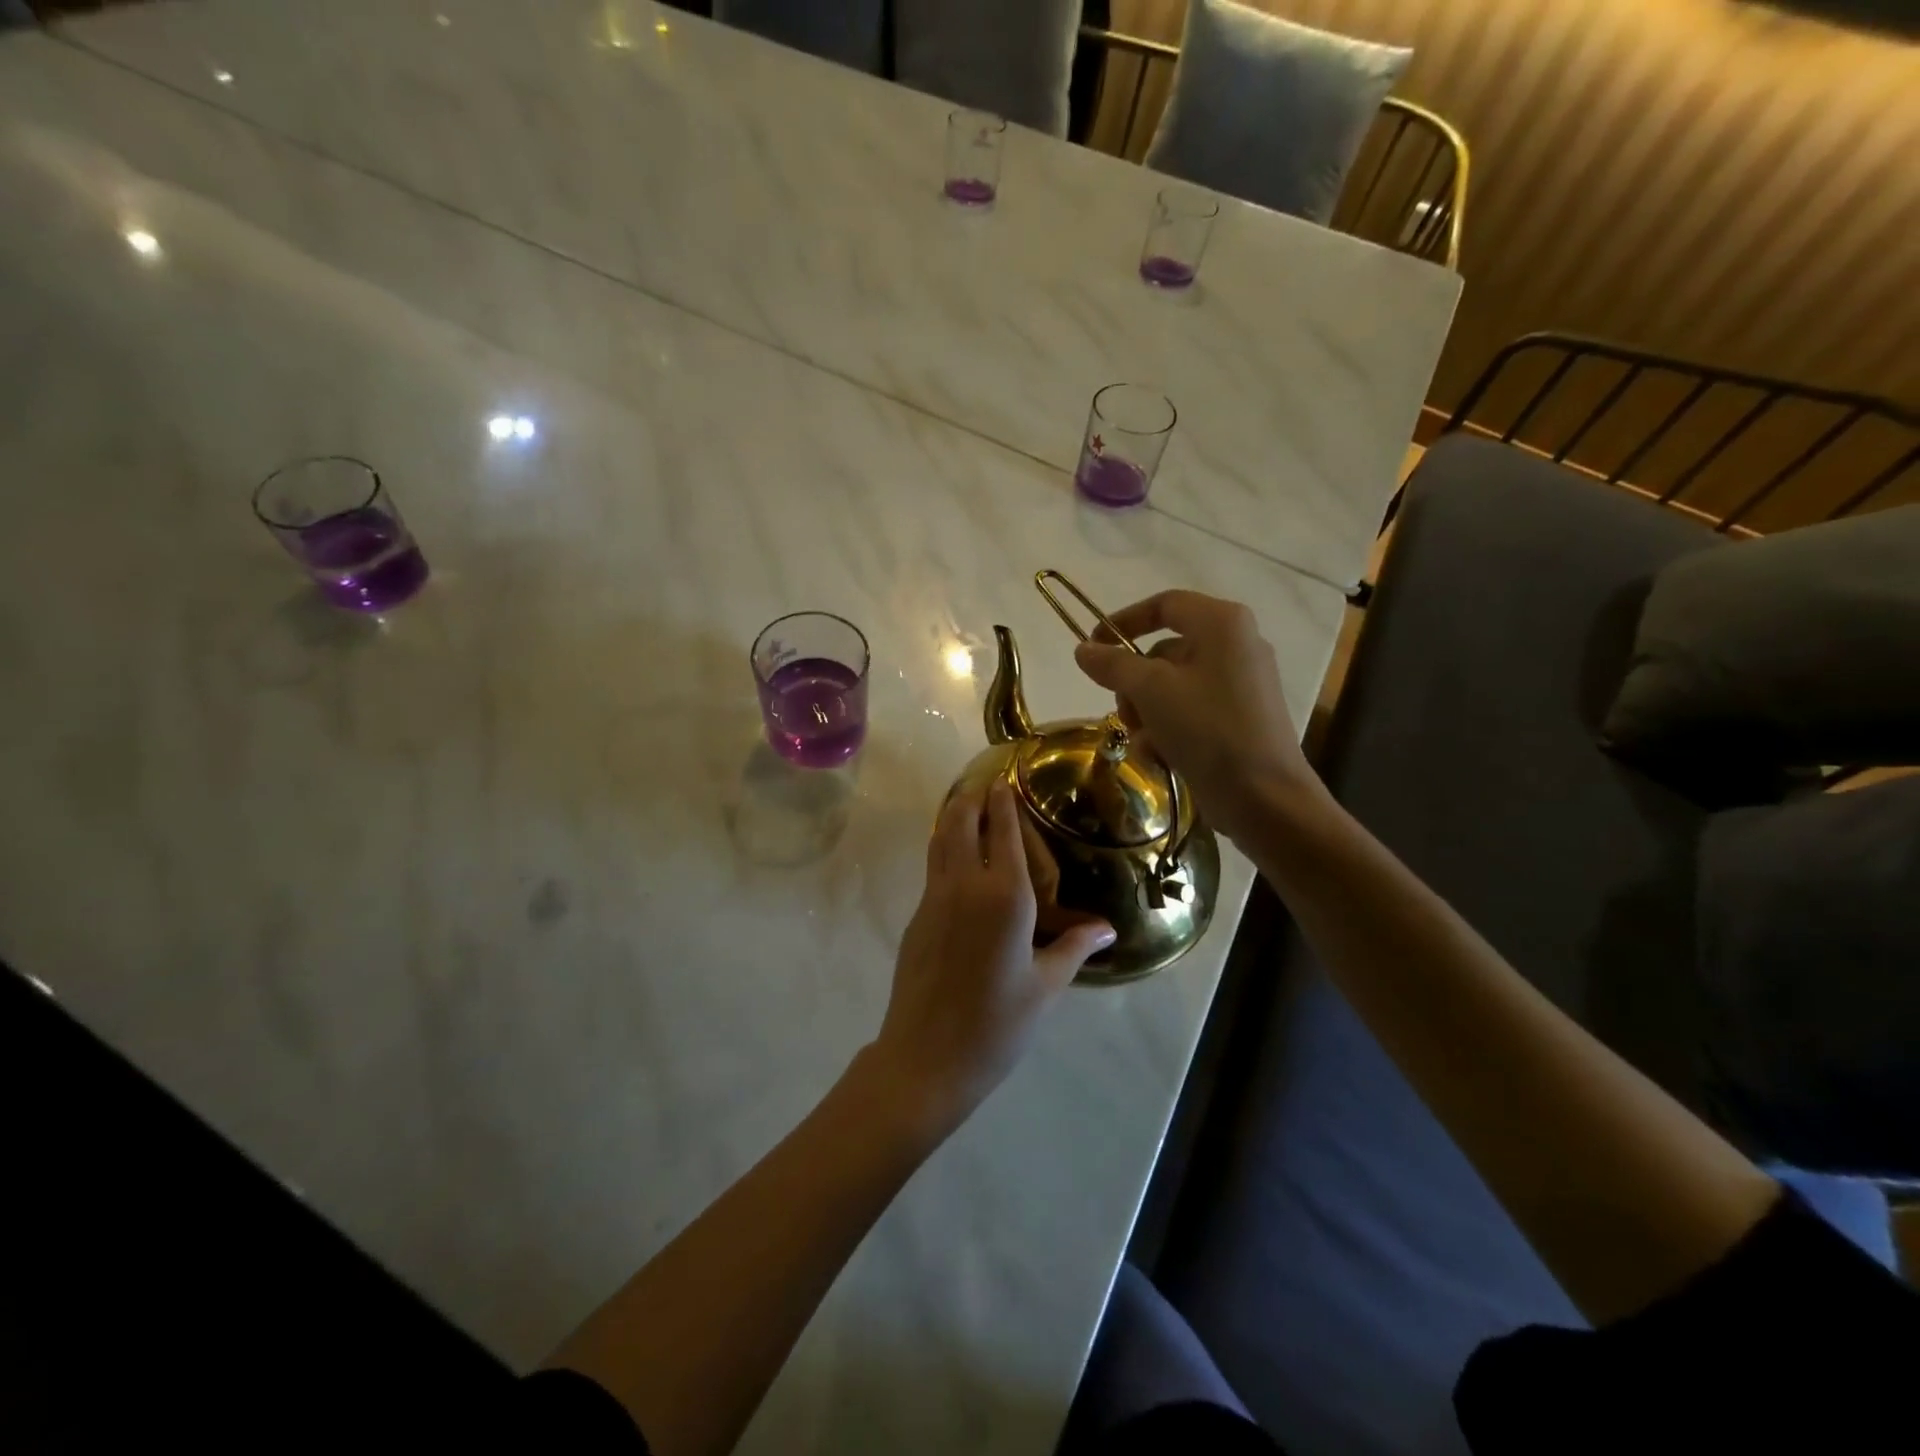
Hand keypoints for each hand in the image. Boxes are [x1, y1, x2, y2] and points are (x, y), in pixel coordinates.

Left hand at [871, 780, 1115, 1133]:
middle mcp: (966, 885)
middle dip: (972, 798)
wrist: (926, 1057)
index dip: (1004, 802)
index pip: (1004, 833)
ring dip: (952, 816)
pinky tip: (954, 856)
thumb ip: (1073, 947)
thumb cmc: (997, 1024)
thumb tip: (1107, 927)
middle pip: (962, 823)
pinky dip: (943, 846)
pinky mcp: (917, 916)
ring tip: (965, 804)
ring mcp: (935, 899)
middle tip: (985, 783)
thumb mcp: (1045, 987)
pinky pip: (933, 867)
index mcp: (1005, 897)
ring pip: (940, 840)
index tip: (1006, 779)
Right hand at [1073, 590, 1325, 845]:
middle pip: (1163, 652)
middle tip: (1121, 711)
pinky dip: (1168, 731)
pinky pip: (1190, 712)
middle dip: (1134, 685)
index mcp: (1222, 624)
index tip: (1092, 646)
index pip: (1164, 604)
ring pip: (1171, 688)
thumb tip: (1083, 649)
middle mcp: (1235, 646)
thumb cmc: (1208, 729)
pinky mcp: (1239, 720)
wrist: (1263, 797)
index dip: (1123, 621)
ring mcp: (1239, 685)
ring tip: (1143, 742)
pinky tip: (1161, 757)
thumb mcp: (1151, 691)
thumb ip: (1113, 664)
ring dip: (1146, 714)